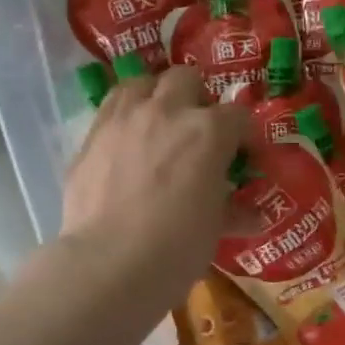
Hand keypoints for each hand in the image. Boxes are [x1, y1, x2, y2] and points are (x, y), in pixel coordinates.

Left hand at [61, 64, 247, 302]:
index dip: (245, 136)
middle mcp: (166, 111)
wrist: (108, 264)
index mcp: (208, 131)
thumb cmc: (177, 247)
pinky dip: (123, 119)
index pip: (238, 116)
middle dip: (197, 98)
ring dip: (154, 96)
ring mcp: (123, 119)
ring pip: (141, 83)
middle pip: (187, 79)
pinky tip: (125, 145)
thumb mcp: (215, 229)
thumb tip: (253, 215)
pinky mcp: (90, 137)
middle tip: (198, 131)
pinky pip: (110, 110)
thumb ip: (234, 210)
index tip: (245, 157)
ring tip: (157, 123)